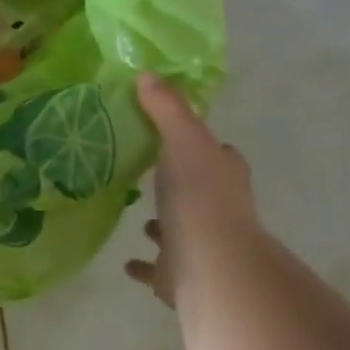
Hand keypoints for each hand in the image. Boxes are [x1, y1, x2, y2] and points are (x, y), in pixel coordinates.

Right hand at [124, 72, 259, 312]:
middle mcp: (218, 209)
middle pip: (199, 189)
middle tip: (146, 170)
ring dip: (162, 223)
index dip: (200, 143)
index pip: (217, 152)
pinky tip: (126, 262)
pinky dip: (144, 264)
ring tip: (136, 214)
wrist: (209, 265)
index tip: (172, 133)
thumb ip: (166, 109)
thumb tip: (147, 74)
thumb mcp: (183, 141)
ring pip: (179, 229)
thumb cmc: (200, 198)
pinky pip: (157, 267)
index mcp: (223, 175)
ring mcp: (200, 245)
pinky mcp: (179, 275)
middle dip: (179, 182)